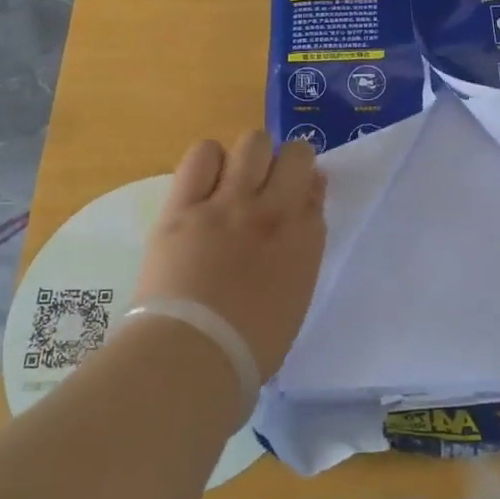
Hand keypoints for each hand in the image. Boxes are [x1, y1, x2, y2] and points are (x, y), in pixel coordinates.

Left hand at [131, 131, 327, 378]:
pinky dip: (209, 160)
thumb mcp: (295, 297)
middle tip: (267, 185)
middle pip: (293, 154)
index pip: (315, 187)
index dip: (306, 186)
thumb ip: (302, 250)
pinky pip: (202, 155)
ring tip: (234, 179)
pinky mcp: (184, 205)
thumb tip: (302, 215)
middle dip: (285, 163)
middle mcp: (273, 211)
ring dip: (249, 157)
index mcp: (305, 240)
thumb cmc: (250, 346)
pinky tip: (205, 181)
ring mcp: (228, 203)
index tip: (295, 196)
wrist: (193, 355)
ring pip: (252, 143)